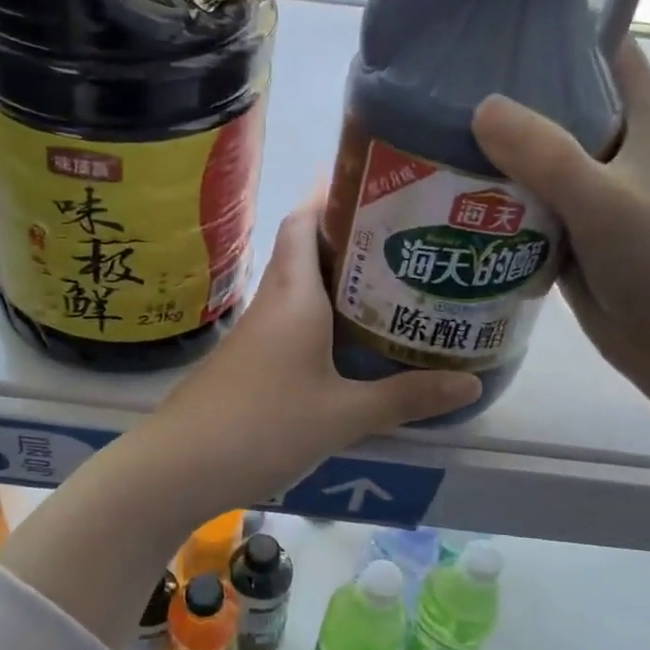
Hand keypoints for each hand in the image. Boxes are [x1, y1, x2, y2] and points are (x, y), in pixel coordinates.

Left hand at [140, 203, 480, 515]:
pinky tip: (348, 343)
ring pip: (297, 289)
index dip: (331, 195)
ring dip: (334, 280)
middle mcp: (271, 303)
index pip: (303, 222)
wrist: (179, 466)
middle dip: (346, 237)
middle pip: (303, 250)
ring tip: (388, 284)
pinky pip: (289, 322)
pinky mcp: (247, 362)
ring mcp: (254, 334)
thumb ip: (405, 397)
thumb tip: (470, 384)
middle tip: (402, 237)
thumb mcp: (343, 415)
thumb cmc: (263, 426)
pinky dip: (320, 318)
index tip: (373, 183)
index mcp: (294, 296)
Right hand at [472, 39, 649, 404]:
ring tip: (427, 133)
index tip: (501, 19)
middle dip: (508, 92)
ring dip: (491, 150)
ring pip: (532, 158)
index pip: (606, 52)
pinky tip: (443, 193)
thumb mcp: (605, 200)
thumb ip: (546, 155)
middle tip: (441, 82)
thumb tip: (481, 107)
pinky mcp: (565, 234)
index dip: (563, 29)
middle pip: (557, 104)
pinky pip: (521, 205)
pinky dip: (490, 198)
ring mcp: (587, 194)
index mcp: (641, 122)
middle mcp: (613, 151)